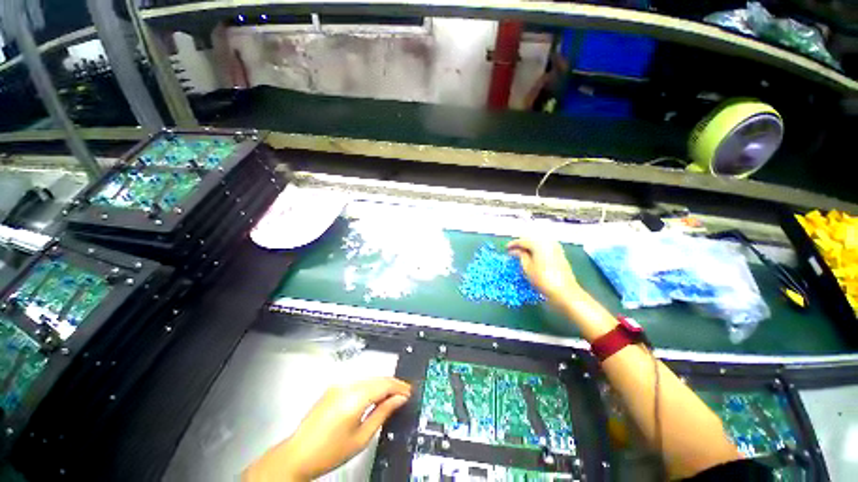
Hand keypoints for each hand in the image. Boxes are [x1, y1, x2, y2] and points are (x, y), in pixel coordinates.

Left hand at [244, 377, 410, 481]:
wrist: (297, 455)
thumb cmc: (329, 452)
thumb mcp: (361, 437)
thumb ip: (382, 414)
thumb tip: (399, 400)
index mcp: (354, 398)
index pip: (383, 385)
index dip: (399, 387)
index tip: (409, 391)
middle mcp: (346, 386)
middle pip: (377, 378)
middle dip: (392, 384)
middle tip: (404, 394)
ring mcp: (338, 385)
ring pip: (368, 379)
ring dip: (381, 385)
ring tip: (392, 397)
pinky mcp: (333, 388)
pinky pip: (358, 382)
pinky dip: (370, 387)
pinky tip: (374, 396)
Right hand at [507, 238, 580, 304]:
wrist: (564, 291)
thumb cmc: (543, 279)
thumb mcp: (527, 267)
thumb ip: (520, 256)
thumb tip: (515, 251)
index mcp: (539, 243)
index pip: (522, 241)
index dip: (513, 244)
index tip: (505, 249)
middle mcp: (548, 242)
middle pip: (531, 239)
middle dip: (521, 244)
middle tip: (512, 251)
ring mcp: (555, 247)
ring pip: (538, 243)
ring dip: (529, 247)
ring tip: (521, 254)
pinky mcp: (559, 253)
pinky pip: (544, 247)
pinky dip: (536, 250)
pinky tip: (532, 256)